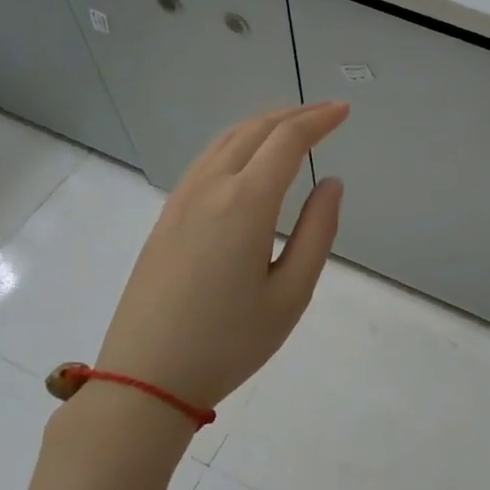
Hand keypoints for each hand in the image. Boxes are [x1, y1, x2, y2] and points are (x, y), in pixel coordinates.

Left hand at [92, 103, 348, 411]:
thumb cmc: (229, 342)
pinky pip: (206, 161)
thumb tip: (331, 184)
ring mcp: (181, 200)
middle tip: (326, 113)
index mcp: (245, 203)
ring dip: (262, 125)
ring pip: (225, 141)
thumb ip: (317, 232)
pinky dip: (236, 143)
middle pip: (254, 131)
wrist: (145, 377)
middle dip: (293, 115)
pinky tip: (247, 159)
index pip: (287, 141)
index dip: (319, 120)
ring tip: (291, 126)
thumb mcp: (291, 294)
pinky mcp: (166, 217)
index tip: (344, 111)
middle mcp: (210, 188)